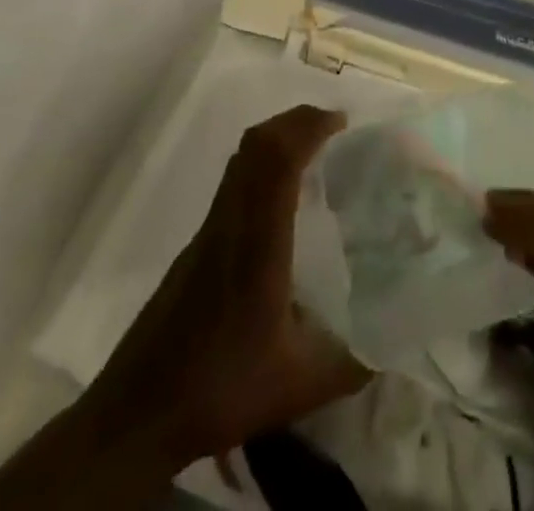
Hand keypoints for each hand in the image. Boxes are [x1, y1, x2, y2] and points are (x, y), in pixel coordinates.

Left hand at [85, 104, 371, 467]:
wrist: (137, 412)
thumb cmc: (220, 387)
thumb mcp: (300, 385)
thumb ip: (353, 362)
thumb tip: (396, 342)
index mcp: (258, 240)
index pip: (278, 159)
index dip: (308, 128)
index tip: (342, 123)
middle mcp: (231, 221)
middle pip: (257, 145)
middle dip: (296, 121)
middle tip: (333, 128)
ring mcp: (210, 230)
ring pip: (242, 160)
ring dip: (278, 140)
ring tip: (314, 153)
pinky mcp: (198, 245)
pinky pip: (235, 182)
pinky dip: (263, 167)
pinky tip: (282, 202)